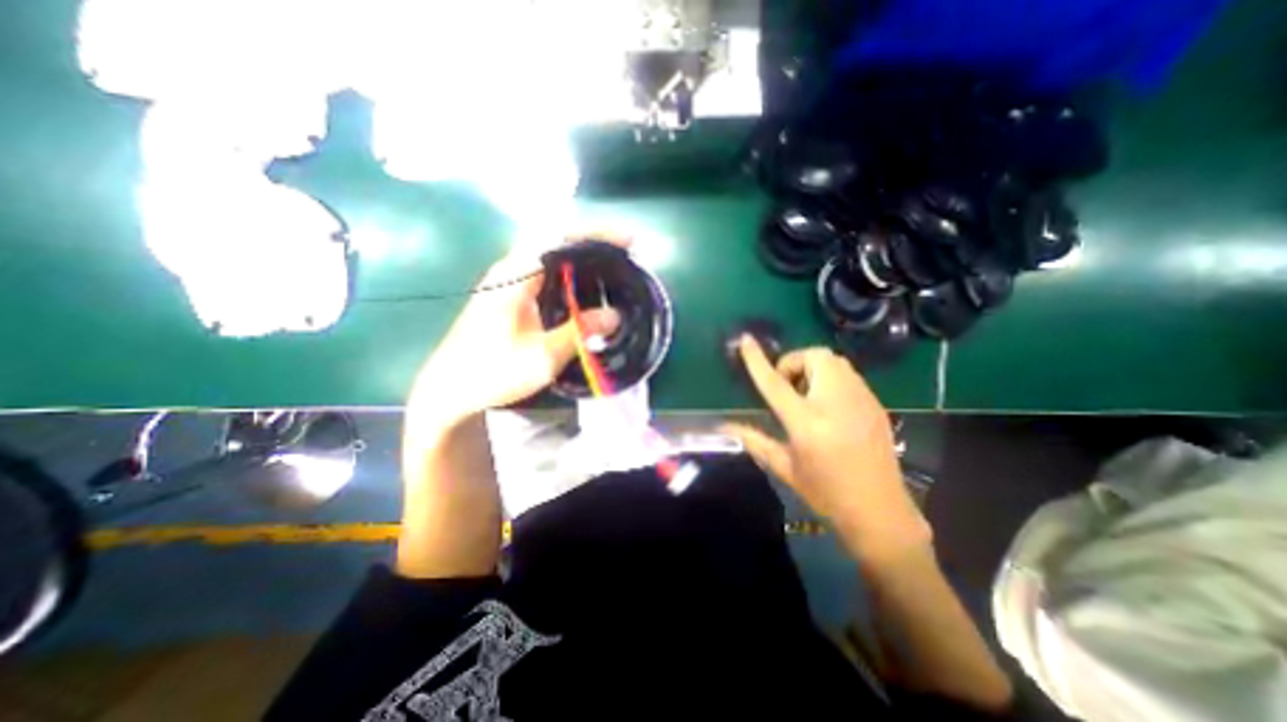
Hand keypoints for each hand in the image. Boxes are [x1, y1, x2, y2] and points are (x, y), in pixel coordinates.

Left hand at [403, 238, 620, 427]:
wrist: (451, 388)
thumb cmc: (493, 372)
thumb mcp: (543, 357)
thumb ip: (580, 332)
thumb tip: (616, 315)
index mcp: (515, 277)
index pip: (559, 238)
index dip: (596, 235)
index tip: (627, 242)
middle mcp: (510, 270)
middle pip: (556, 239)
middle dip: (593, 242)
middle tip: (625, 255)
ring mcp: (507, 280)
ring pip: (550, 254)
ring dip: (582, 256)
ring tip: (612, 268)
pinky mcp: (509, 294)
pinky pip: (545, 271)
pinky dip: (569, 272)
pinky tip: (584, 289)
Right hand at [723, 339, 924, 569]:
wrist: (880, 511)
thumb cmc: (825, 493)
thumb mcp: (784, 468)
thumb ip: (754, 440)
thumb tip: (725, 427)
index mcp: (807, 423)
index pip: (776, 383)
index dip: (757, 360)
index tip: (746, 340)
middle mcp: (836, 403)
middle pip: (814, 357)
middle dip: (794, 362)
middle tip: (788, 387)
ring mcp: (861, 400)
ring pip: (834, 361)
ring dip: (813, 368)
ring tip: (806, 394)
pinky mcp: (875, 403)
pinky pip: (848, 374)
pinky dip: (830, 378)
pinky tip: (828, 404)